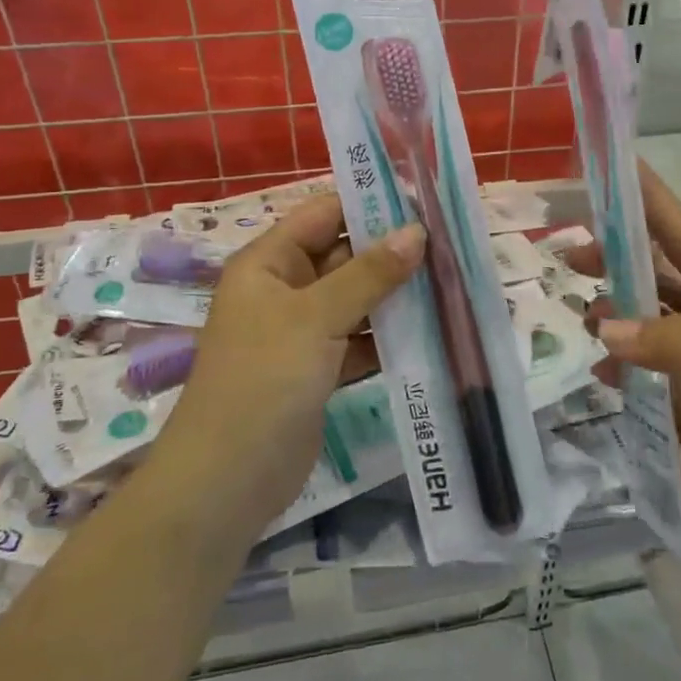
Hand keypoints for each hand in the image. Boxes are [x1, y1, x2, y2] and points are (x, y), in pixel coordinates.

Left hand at [156, 197, 424, 531]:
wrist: (227, 479)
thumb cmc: (264, 379)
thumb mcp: (316, 317)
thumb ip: (369, 273)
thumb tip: (417, 232)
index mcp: (269, 262)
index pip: (323, 214)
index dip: (369, 204)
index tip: (424, 201)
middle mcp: (284, 289)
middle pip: (344, 256)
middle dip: (393, 252)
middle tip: (451, 246)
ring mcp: (301, 332)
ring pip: (356, 300)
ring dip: (396, 296)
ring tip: (452, 283)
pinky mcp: (318, 370)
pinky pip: (359, 339)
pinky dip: (388, 336)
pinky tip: (432, 332)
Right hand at [571, 165, 680, 538]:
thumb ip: (679, 345)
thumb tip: (602, 326)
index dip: (652, 202)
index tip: (613, 167)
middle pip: (655, 277)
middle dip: (616, 259)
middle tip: (569, 252)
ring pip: (642, 325)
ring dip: (610, 313)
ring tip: (577, 310)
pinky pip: (639, 374)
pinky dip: (615, 366)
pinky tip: (598, 370)